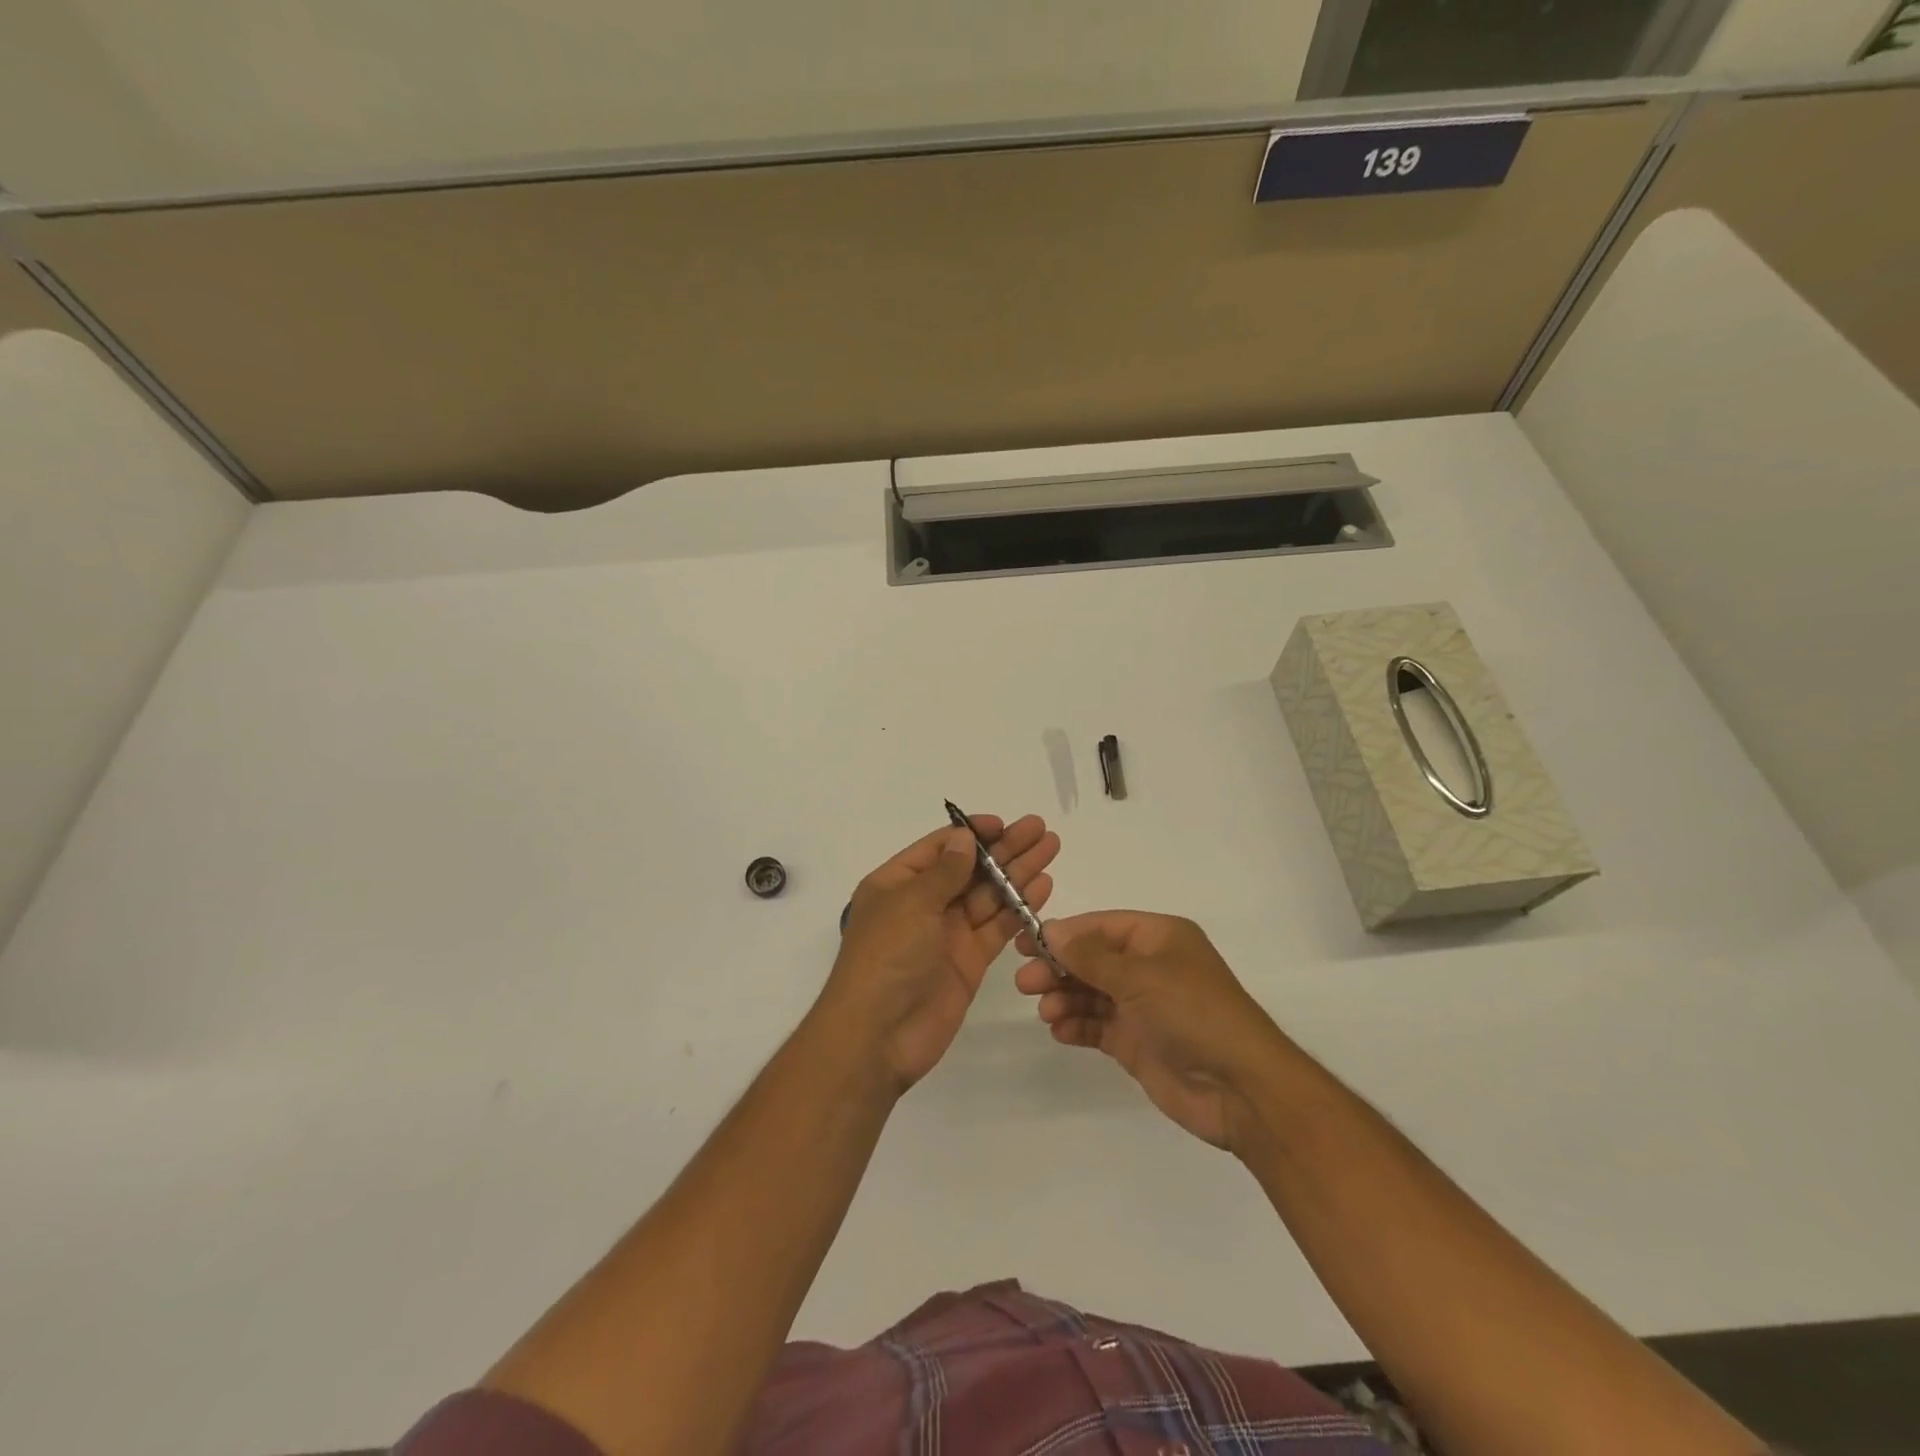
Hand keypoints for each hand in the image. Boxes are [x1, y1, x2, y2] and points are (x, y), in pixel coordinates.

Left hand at [818, 814, 1058, 1093]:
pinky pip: (997, 926)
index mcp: (897, 883)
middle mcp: (923, 904)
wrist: (879, 1036)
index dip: (971, 834)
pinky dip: (1019, 907)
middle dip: (1004, 848)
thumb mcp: (911, 904)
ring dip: (1018, 872)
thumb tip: (964, 838)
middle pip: (969, 869)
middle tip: (1040, 829)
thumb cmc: (886, 958)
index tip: (1003, 823)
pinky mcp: (969, 961)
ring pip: (988, 895)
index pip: (939, 849)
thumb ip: (944, 872)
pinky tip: (1043, 886)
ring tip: (1051, 848)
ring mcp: (947, 933)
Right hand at [1015, 911, 1286, 1150]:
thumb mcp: (1139, 976)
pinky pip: (1098, 1026)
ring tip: (1046, 1011)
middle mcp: (1150, 967)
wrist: (1240, 1088)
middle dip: (1059, 968)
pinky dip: (1077, 1026)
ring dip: (1065, 998)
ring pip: (1092, 993)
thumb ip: (1090, 955)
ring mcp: (1143, 1007)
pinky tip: (1059, 1031)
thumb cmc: (1192, 1013)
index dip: (1064, 932)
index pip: (1102, 926)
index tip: (1026, 942)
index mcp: (1159, 938)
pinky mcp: (1138, 1042)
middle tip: (1025, 983)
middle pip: (1093, 959)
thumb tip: (1051, 930)